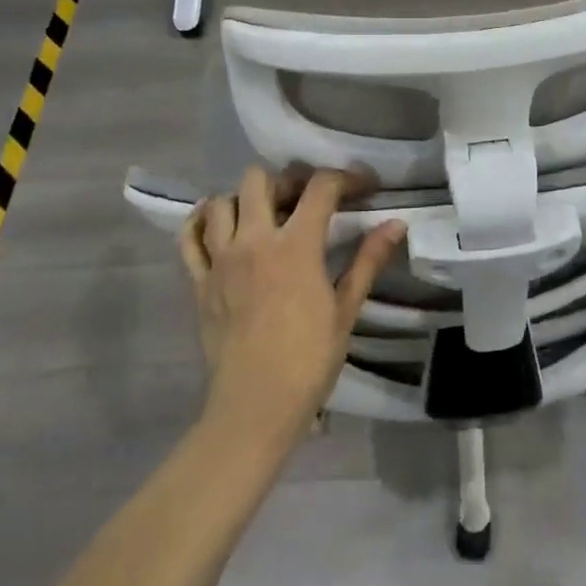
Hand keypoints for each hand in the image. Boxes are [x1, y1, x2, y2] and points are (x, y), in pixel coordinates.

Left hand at [181, 166, 405, 450]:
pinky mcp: (199, 281)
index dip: (346, 178)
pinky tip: (218, 226)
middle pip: (260, 180)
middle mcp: (254, 241)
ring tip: (265, 215)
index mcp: (296, 247)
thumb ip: (369, 260)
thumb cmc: (309, 360)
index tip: (363, 187)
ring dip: (244, 200)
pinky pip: (189, 237)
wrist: (255, 407)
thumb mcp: (346, 309)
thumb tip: (396, 224)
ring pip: (221, 202)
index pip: (320, 188)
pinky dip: (201, 222)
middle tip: (306, 200)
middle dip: (287, 181)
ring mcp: (220, 260)